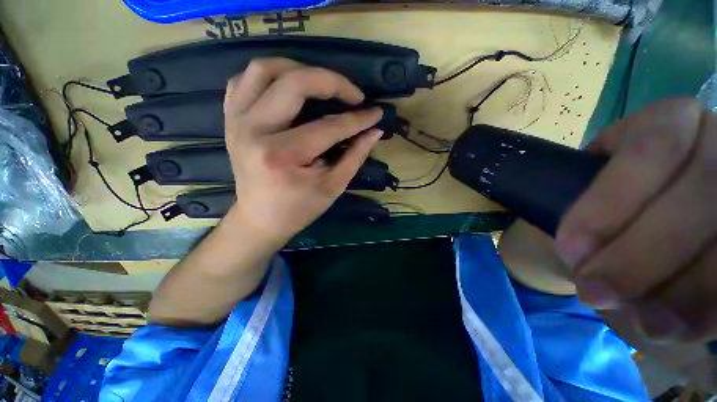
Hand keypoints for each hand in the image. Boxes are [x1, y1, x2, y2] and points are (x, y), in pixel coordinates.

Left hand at [223, 58, 382, 247]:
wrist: (260, 219)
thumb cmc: (298, 209)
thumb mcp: (333, 187)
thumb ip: (355, 156)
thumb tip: (375, 131)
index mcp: (282, 155)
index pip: (328, 127)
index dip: (357, 119)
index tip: (376, 113)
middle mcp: (254, 131)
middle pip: (294, 83)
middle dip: (332, 82)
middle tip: (353, 94)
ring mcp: (237, 121)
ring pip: (263, 69)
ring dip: (298, 69)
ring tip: (322, 84)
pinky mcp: (231, 119)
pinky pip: (244, 80)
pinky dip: (269, 76)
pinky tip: (288, 86)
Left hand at [556, 98, 716, 341]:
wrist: (657, 204)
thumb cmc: (616, 193)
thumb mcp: (597, 185)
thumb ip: (594, 206)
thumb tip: (584, 256)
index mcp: (674, 120)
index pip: (654, 148)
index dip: (611, 204)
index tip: (570, 249)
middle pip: (701, 197)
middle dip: (641, 259)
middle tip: (593, 292)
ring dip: (682, 295)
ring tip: (638, 321)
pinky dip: (709, 311)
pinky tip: (674, 326)